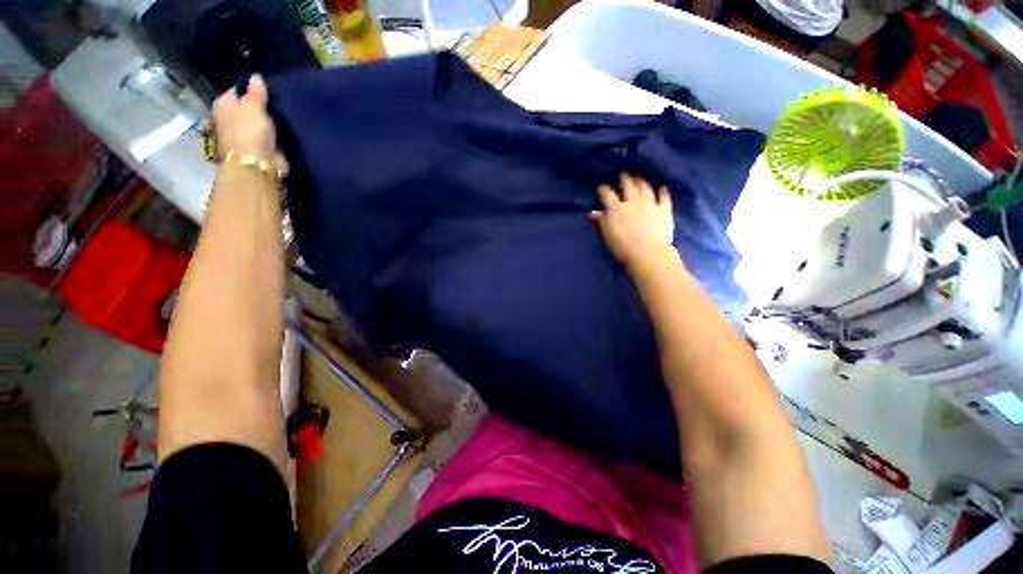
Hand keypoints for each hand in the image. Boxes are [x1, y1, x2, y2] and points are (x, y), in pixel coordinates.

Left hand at [212, 75, 285, 168]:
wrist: (257, 165)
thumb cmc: (249, 132)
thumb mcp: (253, 106)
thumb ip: (256, 92)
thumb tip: (256, 76)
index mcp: (224, 105)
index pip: (238, 90)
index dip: (252, 88)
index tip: (270, 87)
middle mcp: (232, 118)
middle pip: (249, 106)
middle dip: (262, 105)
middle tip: (281, 100)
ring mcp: (247, 134)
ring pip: (261, 121)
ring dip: (271, 119)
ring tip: (287, 111)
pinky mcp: (262, 147)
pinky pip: (272, 135)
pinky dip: (278, 132)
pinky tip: (289, 127)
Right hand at [591, 174, 675, 270]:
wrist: (647, 253)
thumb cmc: (622, 247)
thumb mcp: (607, 235)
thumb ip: (600, 222)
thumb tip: (593, 213)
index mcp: (616, 208)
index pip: (607, 194)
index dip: (603, 189)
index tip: (600, 188)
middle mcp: (632, 201)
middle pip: (627, 185)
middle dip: (624, 179)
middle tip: (622, 175)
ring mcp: (650, 203)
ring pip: (645, 188)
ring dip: (641, 182)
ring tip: (639, 179)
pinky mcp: (664, 209)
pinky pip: (664, 197)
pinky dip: (663, 192)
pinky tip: (662, 188)